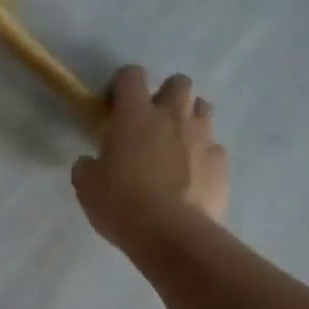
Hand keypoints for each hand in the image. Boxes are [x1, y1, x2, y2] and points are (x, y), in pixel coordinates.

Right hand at [73, 66, 228, 249]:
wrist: (170, 233)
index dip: (121, 84)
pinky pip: (214, 148)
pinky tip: (192, 176)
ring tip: (176, 144)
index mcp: (135, 115)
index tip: (113, 107)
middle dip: (166, 95)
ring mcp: (202, 137)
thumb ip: (88, 165)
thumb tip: (90, 162)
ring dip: (189, 119)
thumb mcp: (87, 185)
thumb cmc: (121, 203)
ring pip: (202, 108)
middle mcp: (172, 117)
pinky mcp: (221, 163)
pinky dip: (203, 155)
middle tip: (151, 122)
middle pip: (178, 82)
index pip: (131, 75)